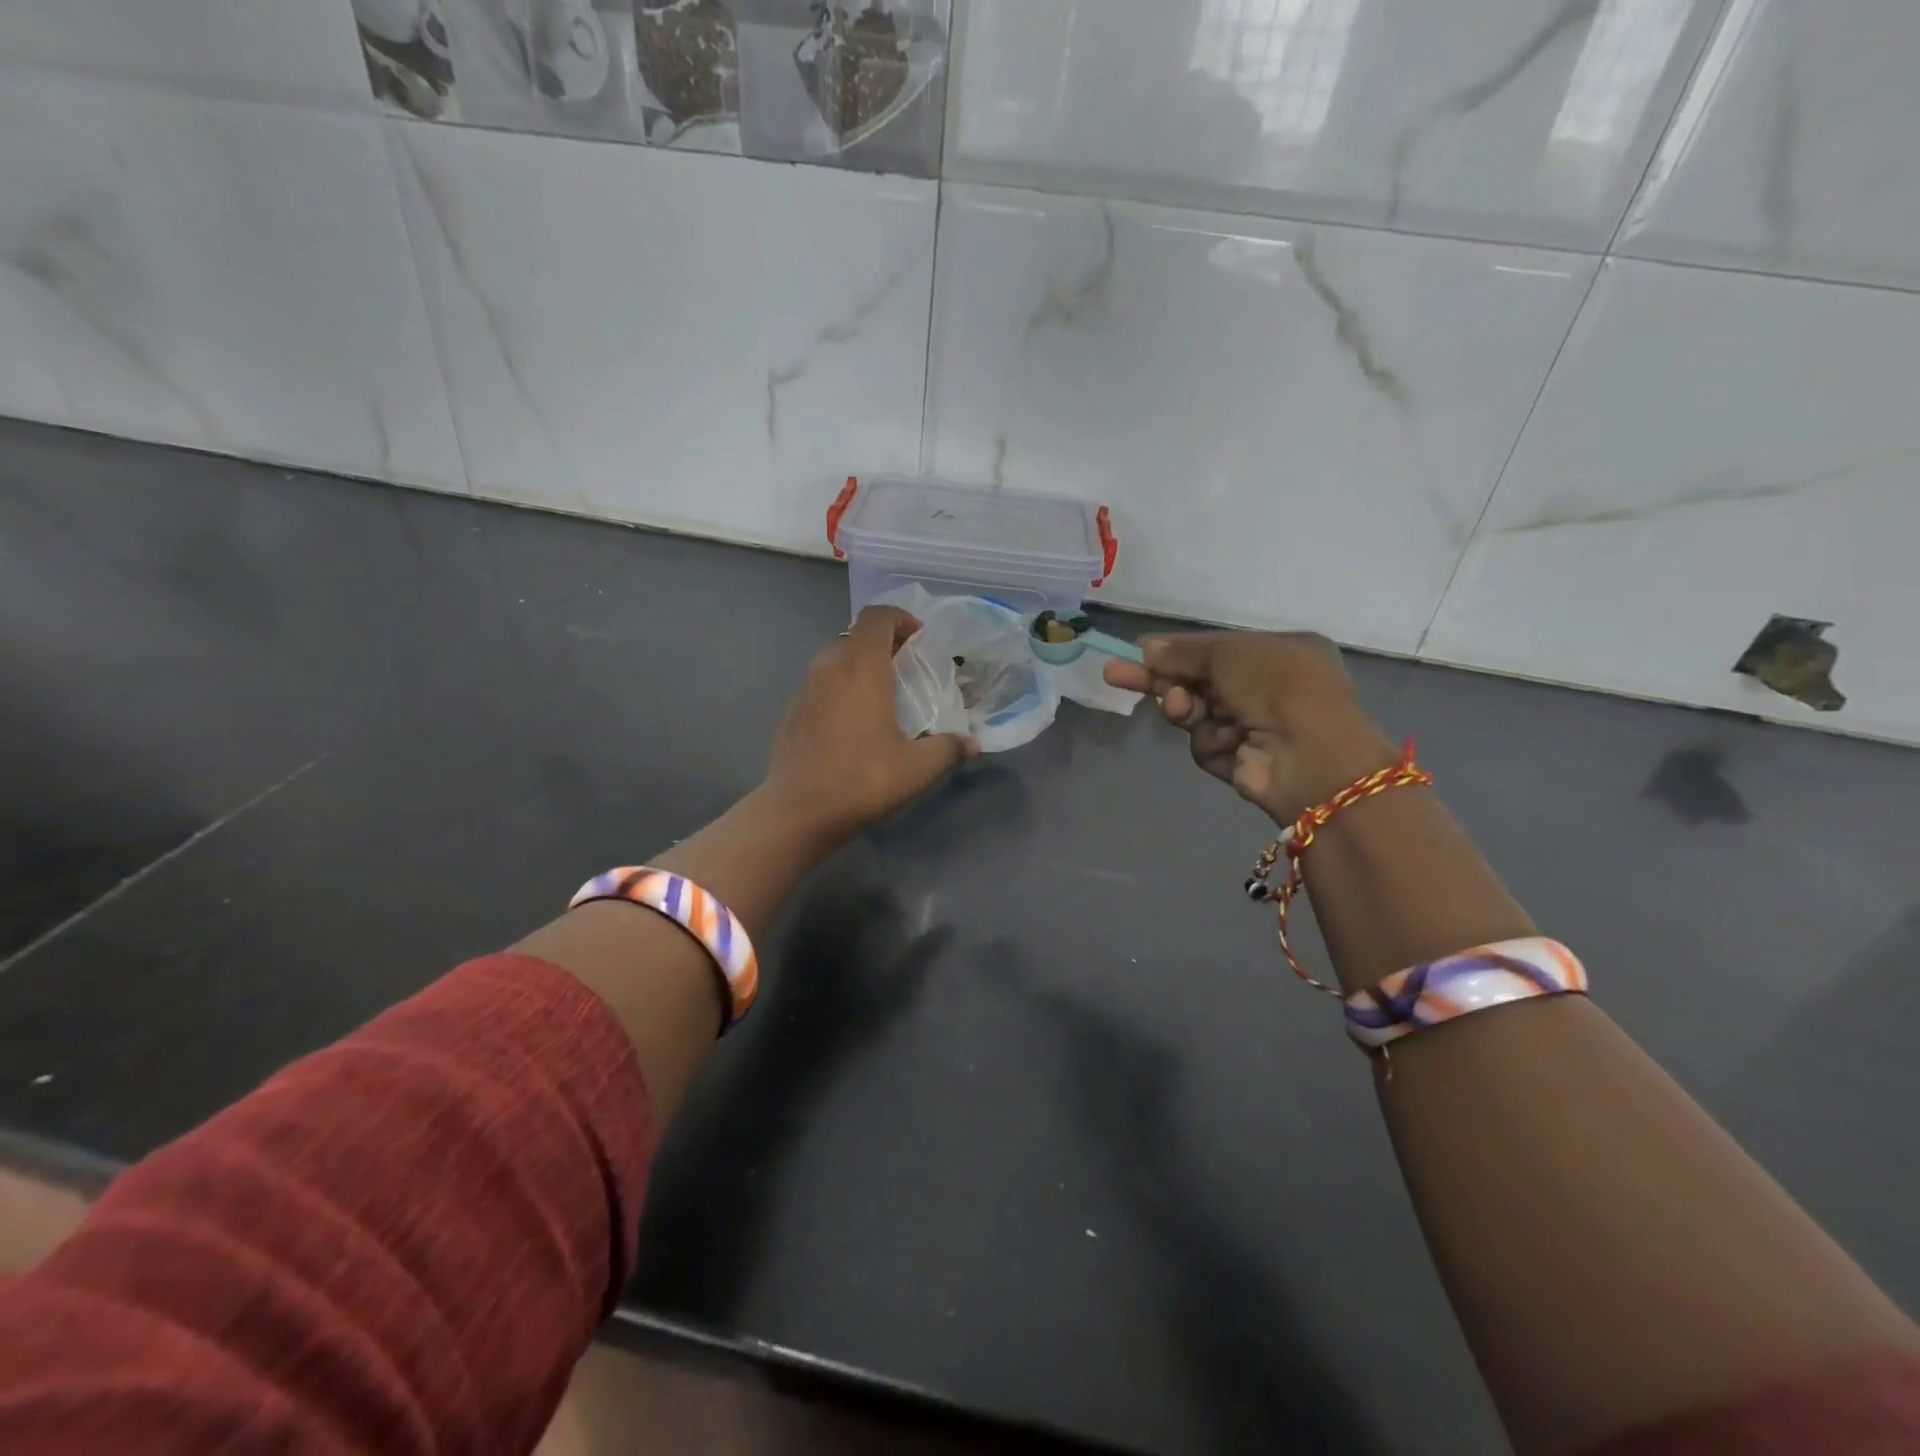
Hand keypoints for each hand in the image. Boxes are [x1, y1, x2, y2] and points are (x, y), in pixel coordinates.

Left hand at [762, 606, 976, 844]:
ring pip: (836, 657)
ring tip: (884, 695)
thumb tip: (971, 743)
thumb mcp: (918, 769)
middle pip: (857, 634)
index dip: (901, 618)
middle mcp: (829, 668)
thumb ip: (949, 749)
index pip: (877, 616)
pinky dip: (842, 686)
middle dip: (885, 642)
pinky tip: (855, 723)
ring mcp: (805, 689)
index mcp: (861, 668)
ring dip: (861, 664)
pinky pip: (822, 682)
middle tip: (908, 669)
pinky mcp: (792, 711)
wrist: (797, 813)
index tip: (920, 641)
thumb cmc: (861, 781)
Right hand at [1104, 631, 1397, 823]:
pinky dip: (1209, 741)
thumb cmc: (1278, 686)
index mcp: (1278, 653)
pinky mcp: (1242, 761)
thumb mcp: (1229, 653)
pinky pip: (1207, 744)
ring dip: (1184, 709)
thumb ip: (1185, 652)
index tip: (1137, 652)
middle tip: (1114, 675)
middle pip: (1198, 681)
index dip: (1175, 651)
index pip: (1214, 650)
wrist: (1312, 756)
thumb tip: (1146, 649)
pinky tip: (1228, 742)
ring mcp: (1256, 726)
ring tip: (1183, 709)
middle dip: (1159, 679)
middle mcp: (1268, 688)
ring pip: (1196, 713)